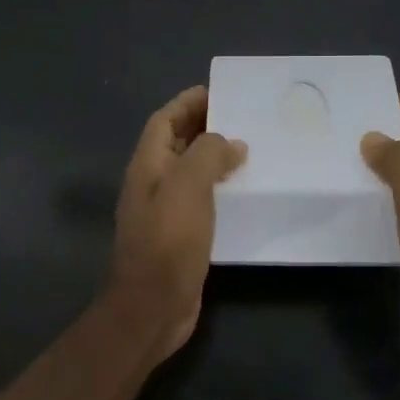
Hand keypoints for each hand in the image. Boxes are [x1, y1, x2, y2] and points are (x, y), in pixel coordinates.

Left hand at [111, 85, 247, 359]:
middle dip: (205, 126)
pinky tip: (247, 192)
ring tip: (252, 149)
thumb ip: (207, 154)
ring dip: (216, 158)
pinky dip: (221, 189)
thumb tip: (230, 144)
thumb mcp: (188, 186)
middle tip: (244, 117)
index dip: (188, 103)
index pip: (165, 120)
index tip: (220, 92)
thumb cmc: (168, 240)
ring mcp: (166, 211)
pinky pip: (202, 200)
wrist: (152, 307)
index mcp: (147, 164)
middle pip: (178, 143)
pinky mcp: (181, 235)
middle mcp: (153, 183)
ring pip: (192, 172)